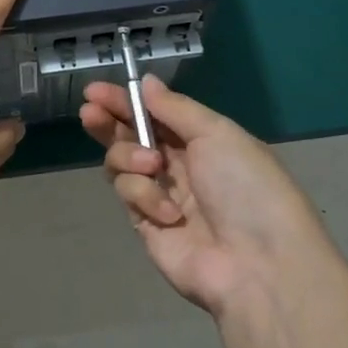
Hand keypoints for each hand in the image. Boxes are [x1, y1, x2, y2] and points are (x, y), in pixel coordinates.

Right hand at [80, 75, 322, 316]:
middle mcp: (179, 165)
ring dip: (130, 156)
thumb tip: (146, 82)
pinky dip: (145, 196)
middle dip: (109, 123)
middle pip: (131, 136)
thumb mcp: (217, 134)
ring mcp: (161, 195)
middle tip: (90, 113)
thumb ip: (174, 108)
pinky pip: (128, 195)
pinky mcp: (146, 224)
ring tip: (151, 165)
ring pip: (122, 163)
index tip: (94, 91)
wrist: (258, 264)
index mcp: (202, 140)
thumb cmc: (246, 187)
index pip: (154, 113)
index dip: (125, 100)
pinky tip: (169, 213)